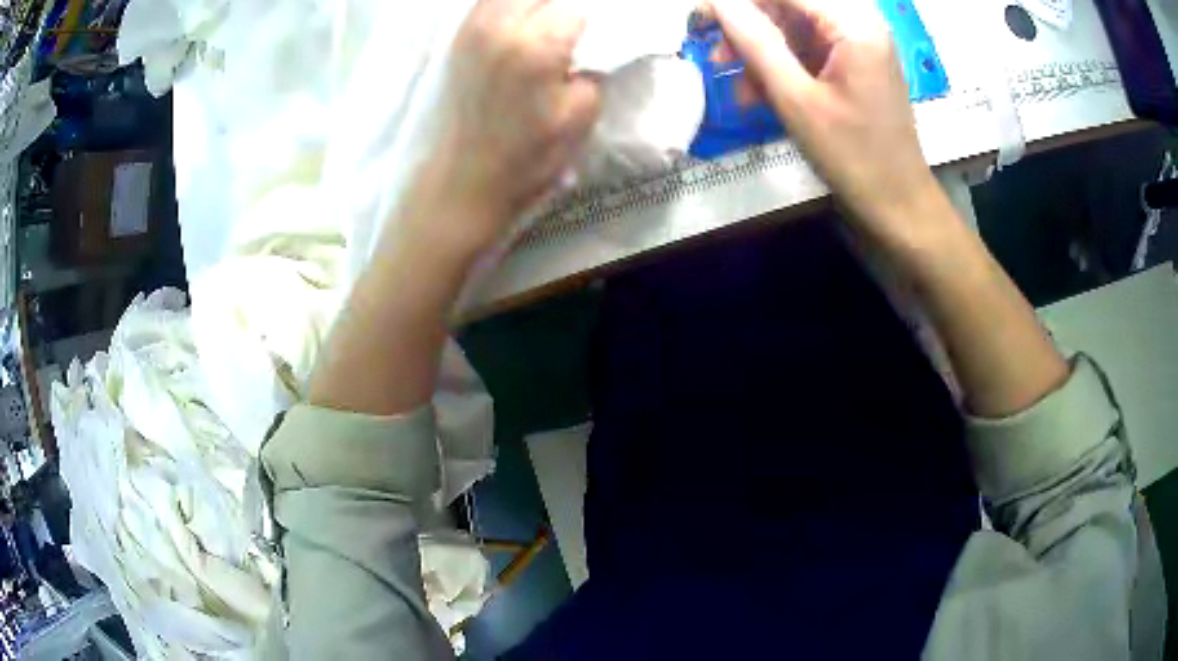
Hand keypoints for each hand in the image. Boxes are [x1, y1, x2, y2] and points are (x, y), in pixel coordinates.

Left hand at [410, 0, 601, 258]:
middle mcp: (499, 25)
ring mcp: (471, 30)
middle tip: (568, 35)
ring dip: (534, 7)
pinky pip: (485, 5)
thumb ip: (593, 73)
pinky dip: (507, 10)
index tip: (591, 43)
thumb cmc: (523, 159)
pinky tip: (517, 28)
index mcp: (535, 45)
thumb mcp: (579, 119)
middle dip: (560, 10)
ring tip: (544, 28)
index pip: (576, 10)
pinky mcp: (455, 40)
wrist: (460, 184)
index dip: (589, 26)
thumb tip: (590, 51)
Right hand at [707, 0, 939, 243]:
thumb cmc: (854, 157)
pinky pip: (807, 50)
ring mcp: (859, 44)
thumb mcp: (796, 99)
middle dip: (749, 26)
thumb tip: (719, 1)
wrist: (898, 208)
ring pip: (794, 28)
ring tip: (736, 86)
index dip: (739, 2)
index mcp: (853, 23)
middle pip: (790, 5)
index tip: (700, 18)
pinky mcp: (855, 65)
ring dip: (760, 51)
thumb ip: (755, 41)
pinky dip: (781, 68)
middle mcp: (859, 23)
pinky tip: (759, 94)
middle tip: (715, 53)